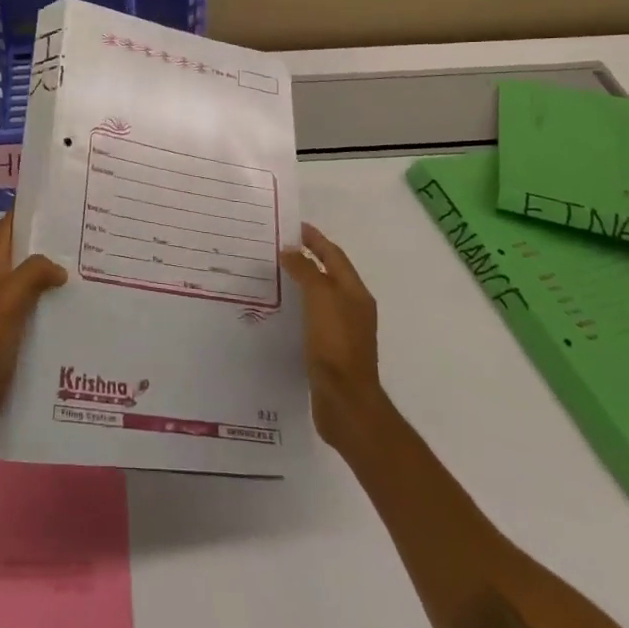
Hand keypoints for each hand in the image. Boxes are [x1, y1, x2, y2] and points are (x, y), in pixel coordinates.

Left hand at [0, 211, 65, 436]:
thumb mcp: (8, 298)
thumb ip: (33, 273)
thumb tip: (59, 268)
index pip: (9, 226)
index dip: (30, 210)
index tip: (62, 201)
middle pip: (23, 252)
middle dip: (50, 242)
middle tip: (87, 237)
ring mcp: (1, 307)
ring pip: (31, 280)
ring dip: (54, 274)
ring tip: (90, 270)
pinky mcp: (10, 330)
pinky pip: (34, 307)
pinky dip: (52, 303)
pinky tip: (76, 308)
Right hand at [280, 222, 385, 449]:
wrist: (345, 401)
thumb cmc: (335, 344)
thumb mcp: (321, 299)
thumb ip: (307, 271)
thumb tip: (290, 250)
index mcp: (354, 292)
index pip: (334, 255)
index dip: (315, 239)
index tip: (292, 226)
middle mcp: (352, 308)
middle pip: (329, 273)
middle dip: (308, 258)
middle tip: (278, 247)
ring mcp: (343, 330)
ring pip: (321, 296)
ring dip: (302, 281)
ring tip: (274, 275)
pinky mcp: (330, 350)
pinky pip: (313, 317)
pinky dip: (299, 306)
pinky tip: (281, 311)